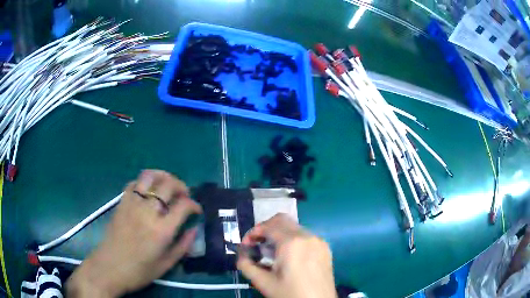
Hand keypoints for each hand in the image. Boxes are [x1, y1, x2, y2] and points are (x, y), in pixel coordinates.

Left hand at [66, 170, 201, 297]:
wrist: (109, 267)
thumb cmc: (139, 271)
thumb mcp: (166, 265)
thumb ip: (182, 247)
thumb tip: (194, 230)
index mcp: (162, 230)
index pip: (183, 205)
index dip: (194, 204)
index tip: (196, 210)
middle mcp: (148, 212)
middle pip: (168, 184)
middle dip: (181, 186)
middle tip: (184, 195)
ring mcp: (132, 204)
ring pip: (149, 177)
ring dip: (162, 176)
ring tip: (167, 185)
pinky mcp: (121, 203)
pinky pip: (133, 183)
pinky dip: (144, 182)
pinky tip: (147, 191)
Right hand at [237, 213, 336, 297]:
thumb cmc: (291, 295)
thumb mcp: (264, 283)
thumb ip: (247, 266)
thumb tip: (241, 255)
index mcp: (292, 243)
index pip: (268, 226)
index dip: (253, 232)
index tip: (246, 245)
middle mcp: (307, 236)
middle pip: (282, 220)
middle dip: (265, 228)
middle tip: (257, 244)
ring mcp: (318, 241)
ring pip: (294, 227)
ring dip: (279, 234)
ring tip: (271, 253)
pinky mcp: (325, 248)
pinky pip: (305, 236)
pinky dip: (292, 239)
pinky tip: (288, 256)